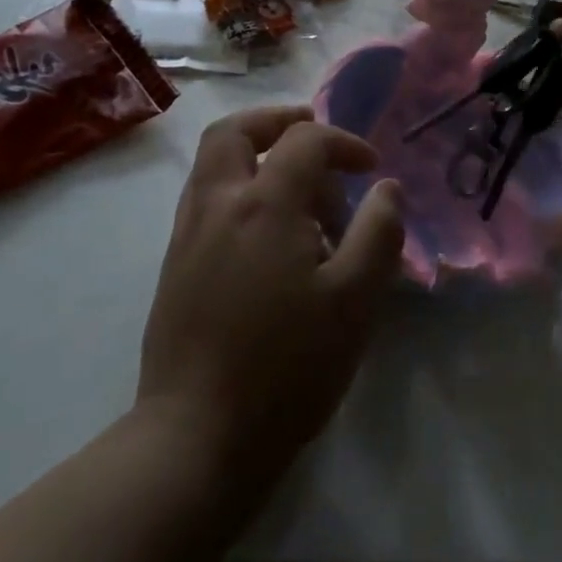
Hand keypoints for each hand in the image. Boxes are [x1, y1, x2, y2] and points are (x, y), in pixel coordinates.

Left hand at [137, 106, 402, 487]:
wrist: (196, 439)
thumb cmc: (287, 368)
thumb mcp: (355, 300)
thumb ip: (379, 232)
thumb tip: (387, 189)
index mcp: (263, 204)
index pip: (304, 140)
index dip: (344, 143)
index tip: (371, 170)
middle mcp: (217, 204)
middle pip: (233, 130)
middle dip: (277, 121)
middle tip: (312, 136)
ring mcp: (187, 234)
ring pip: (212, 162)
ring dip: (255, 153)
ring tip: (297, 188)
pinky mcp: (174, 266)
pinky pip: (205, 198)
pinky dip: (238, 187)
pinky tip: (268, 232)